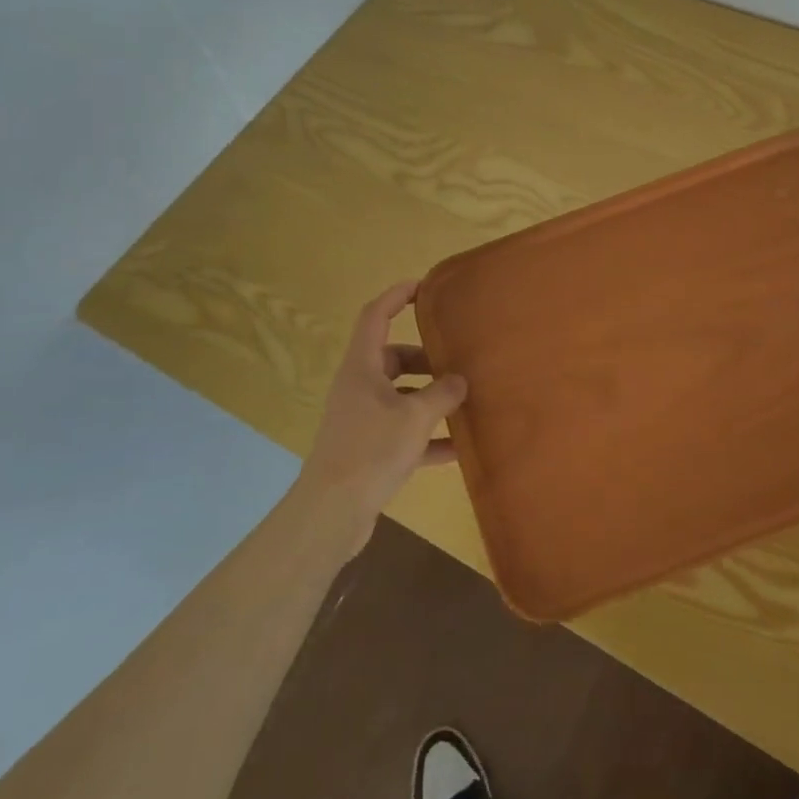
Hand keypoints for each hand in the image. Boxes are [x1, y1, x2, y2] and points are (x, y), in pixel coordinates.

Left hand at [296, 281, 466, 556]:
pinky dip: (428, 436)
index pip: (376, 316)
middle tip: (458, 361)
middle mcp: (359, 388)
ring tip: (465, 402)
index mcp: (362, 367)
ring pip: (401, 396)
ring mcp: (362, 420)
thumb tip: (459, 380)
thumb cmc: (371, 450)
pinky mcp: (368, 450)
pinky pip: (403, 432)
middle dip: (426, 358)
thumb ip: (442, 393)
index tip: (424, 286)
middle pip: (393, 358)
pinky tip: (458, 448)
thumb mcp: (415, 416)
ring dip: (430, 398)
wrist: (332, 513)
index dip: (397, 296)